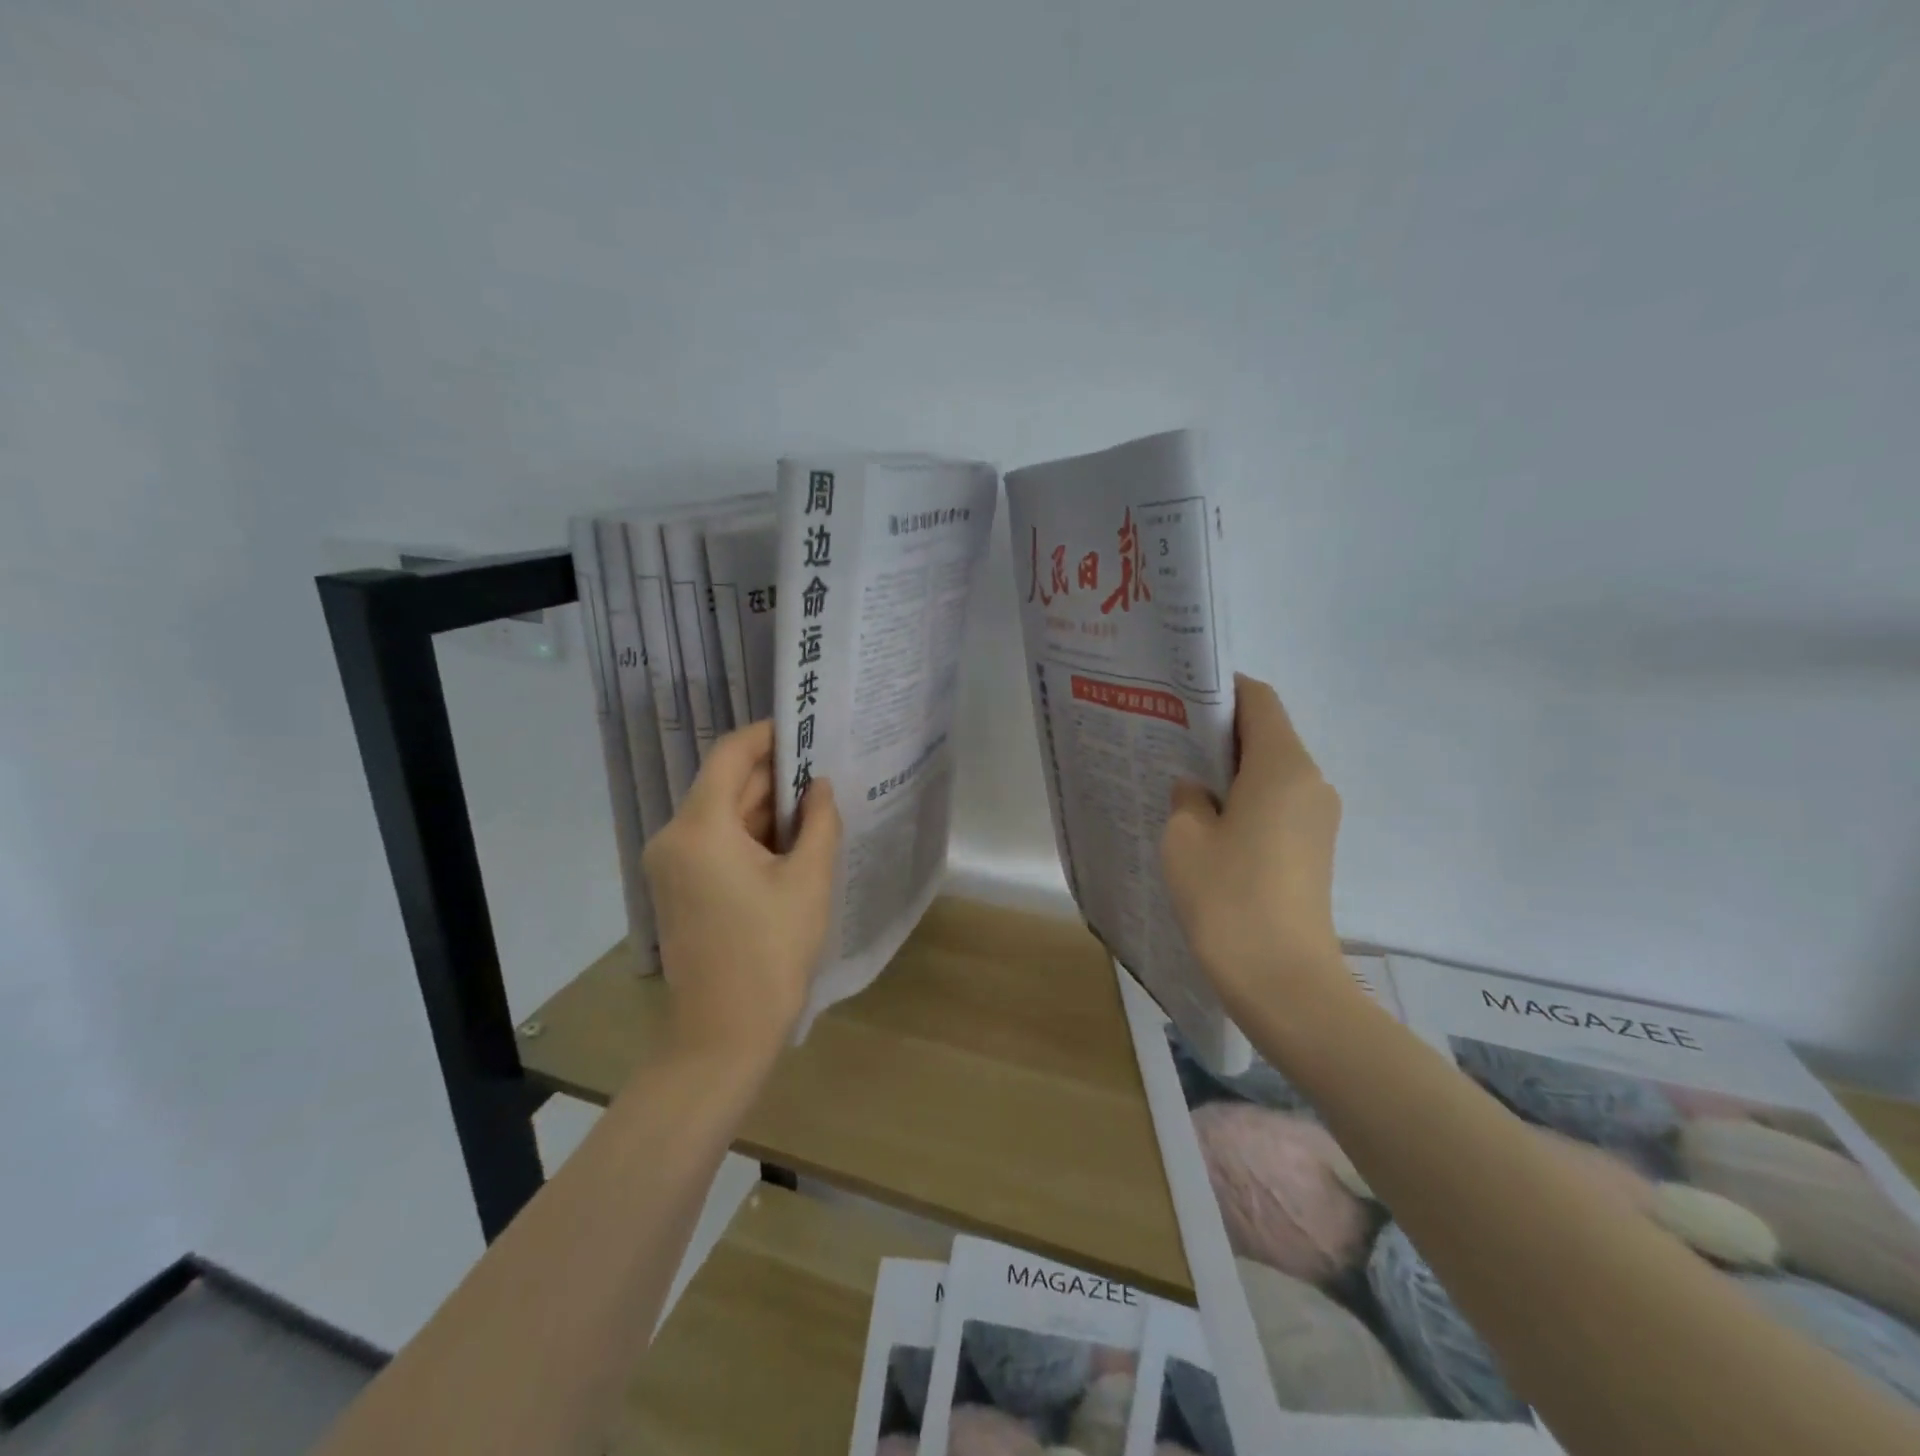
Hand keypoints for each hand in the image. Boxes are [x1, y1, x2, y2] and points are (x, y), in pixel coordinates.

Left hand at [643, 720, 842, 1065]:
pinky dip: (753, 834)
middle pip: (727, 784)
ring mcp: (672, 863)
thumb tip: (820, 786)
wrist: (724, 1033)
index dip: (768, 735)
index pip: (730, 754)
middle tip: (828, 771)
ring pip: (724, 813)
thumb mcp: (809, 880)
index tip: (809, 729)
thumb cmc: (771, 952)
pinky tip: (795, 840)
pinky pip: (717, 841)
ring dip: (768, 807)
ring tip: (820, 805)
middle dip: (776, 775)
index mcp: (700, 828)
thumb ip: (820, 821)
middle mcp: (674, 837)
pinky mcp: (680, 886)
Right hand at [1161, 675, 1346, 1019]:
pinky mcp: (1315, 847)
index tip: (1179, 701)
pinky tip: (1209, 823)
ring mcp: (1318, 816)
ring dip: (1231, 768)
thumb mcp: (1185, 837)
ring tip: (1182, 784)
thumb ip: (1187, 796)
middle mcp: (1311, 781)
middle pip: (1267, 733)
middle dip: (1219, 731)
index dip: (1220, 691)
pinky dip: (1246, 798)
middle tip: (1168, 740)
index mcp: (1282, 765)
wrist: (1283, 980)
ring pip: (1272, 770)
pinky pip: (1278, 802)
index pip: (1258, 700)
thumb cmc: (1227, 897)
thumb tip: (1198, 788)